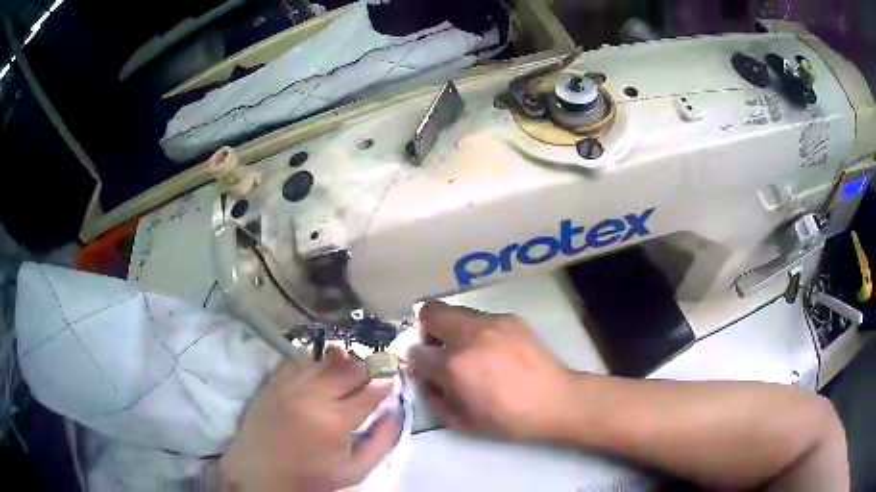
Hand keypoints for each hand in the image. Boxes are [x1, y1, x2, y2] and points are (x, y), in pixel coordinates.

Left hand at [220, 347, 399, 491]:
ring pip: (324, 360)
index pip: (370, 391)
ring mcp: (289, 385)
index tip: (389, 382)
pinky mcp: (272, 381)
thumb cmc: (310, 477)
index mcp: (335, 420)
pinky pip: (298, 360)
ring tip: (345, 375)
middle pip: (349, 368)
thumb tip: (394, 411)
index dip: (384, 383)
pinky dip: (313, 362)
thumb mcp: (354, 471)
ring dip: (341, 364)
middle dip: (366, 370)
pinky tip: (317, 372)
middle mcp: (312, 395)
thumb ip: (381, 442)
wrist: (260, 473)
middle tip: (370, 378)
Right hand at [408, 301, 574, 441]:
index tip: (423, 369)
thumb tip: (426, 379)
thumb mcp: (462, 422)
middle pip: (429, 312)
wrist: (556, 400)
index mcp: (455, 365)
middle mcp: (469, 335)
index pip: (416, 352)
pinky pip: (479, 317)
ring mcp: (492, 322)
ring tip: (467, 349)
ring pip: (455, 310)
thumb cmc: (508, 419)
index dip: (414, 362)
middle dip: (425, 330)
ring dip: (451, 328)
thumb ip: (435, 398)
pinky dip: (475, 329)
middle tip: (438, 349)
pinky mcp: (510, 317)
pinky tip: (491, 349)